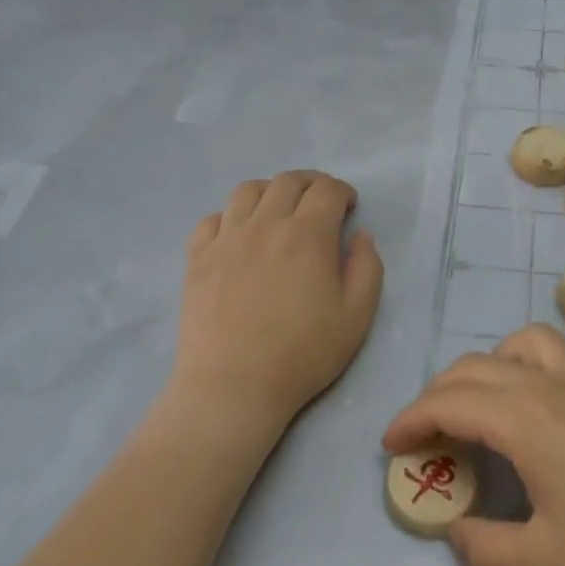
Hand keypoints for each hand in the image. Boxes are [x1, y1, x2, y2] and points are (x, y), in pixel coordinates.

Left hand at [170, 171, 383, 436]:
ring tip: (278, 211)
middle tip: (319, 203)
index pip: (327, 190)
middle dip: (310, 183)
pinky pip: (212, 219)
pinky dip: (231, 216)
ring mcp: (226, 238)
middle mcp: (265, 224)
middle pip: (287, 181)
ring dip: (270, 191)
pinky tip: (239, 235)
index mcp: (308, 235)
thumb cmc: (303, 353)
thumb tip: (360, 236)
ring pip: (247, 190)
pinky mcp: (197, 257)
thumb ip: (367, 268)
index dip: (342, 191)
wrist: (234, 384)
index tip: (348, 206)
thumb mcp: (356, 317)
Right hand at [384, 325, 564, 565]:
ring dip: (495, 363)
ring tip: (489, 400)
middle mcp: (553, 385)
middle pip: (477, 368)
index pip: (448, 403)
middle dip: (439, 395)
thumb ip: (484, 550)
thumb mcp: (545, 565)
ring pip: (530, 343)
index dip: (411, 420)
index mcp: (524, 419)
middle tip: (428, 435)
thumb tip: (458, 531)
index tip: (391, 447)